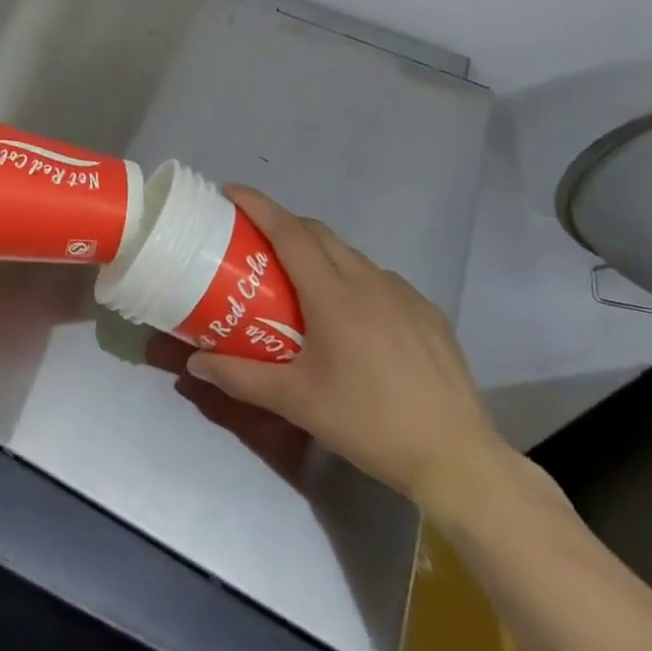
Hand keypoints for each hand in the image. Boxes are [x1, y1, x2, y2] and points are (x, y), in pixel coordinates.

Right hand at [184, 186, 507, 520]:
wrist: (457, 459)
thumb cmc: (368, 423)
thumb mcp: (296, 401)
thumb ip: (240, 377)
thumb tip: (193, 364)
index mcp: (334, 295)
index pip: (289, 231)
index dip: (258, 205)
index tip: (230, 191)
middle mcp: (369, 281)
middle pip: (318, 233)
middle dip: (284, 224)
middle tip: (256, 241)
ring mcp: (405, 294)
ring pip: (351, 256)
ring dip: (320, 254)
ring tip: (302, 284)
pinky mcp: (429, 313)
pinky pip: (381, 280)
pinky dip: (355, 280)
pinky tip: (354, 319)